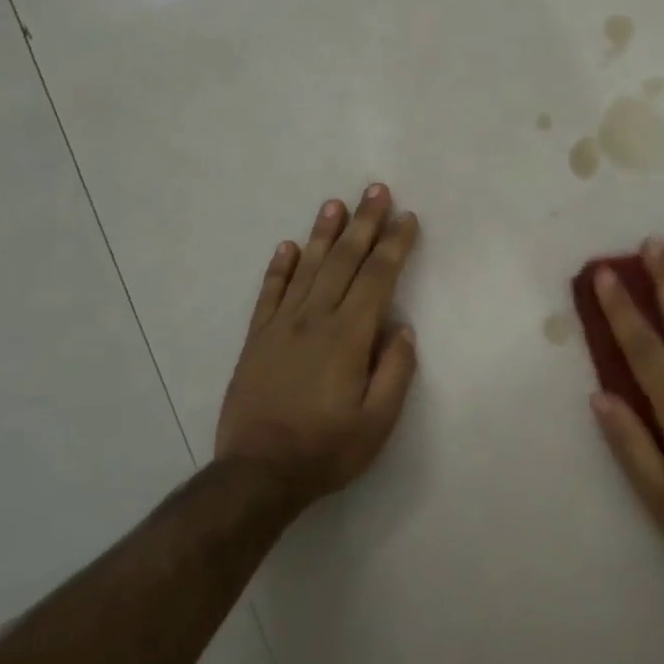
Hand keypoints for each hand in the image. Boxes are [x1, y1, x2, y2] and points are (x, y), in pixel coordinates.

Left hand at [215, 185, 420, 506]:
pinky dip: (279, 268)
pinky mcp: (256, 340)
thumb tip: (401, 329)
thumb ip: (395, 371)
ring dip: (323, 234)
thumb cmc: (327, 449)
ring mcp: (280, 326)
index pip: (377, 278)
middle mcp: (314, 320)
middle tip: (375, 190)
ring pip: (307, 268)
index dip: (394, 245)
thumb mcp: (378, 422)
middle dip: (364, 223)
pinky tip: (288, 247)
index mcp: (348, 337)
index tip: (407, 218)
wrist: (258, 473)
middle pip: (344, 261)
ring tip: (335, 203)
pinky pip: (269, 294)